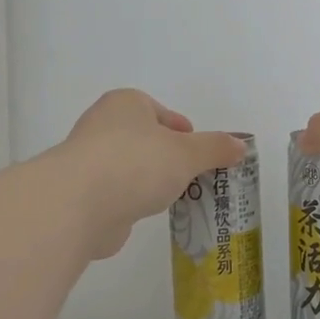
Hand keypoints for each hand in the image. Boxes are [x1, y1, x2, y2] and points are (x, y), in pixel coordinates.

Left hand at [54, 90, 245, 258]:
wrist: (79, 205)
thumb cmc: (136, 164)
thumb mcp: (188, 153)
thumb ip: (215, 148)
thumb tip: (240, 145)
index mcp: (125, 104)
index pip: (159, 112)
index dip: (181, 130)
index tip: (197, 151)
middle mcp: (102, 126)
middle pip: (144, 139)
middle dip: (166, 157)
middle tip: (191, 177)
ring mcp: (88, 160)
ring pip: (129, 167)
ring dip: (148, 180)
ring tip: (172, 199)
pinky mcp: (81, 193)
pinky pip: (115, 193)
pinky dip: (130, 202)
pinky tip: (144, 214)